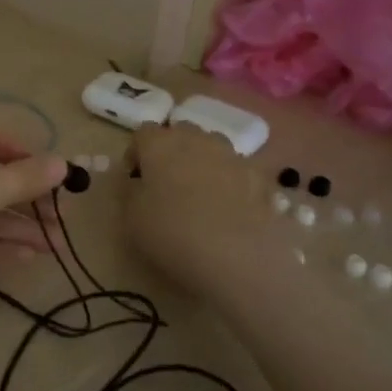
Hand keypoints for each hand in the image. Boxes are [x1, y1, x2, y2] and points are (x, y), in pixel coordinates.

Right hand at [123, 123, 274, 293]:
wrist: (238, 257)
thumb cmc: (172, 233)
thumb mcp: (131, 217)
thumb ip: (130, 191)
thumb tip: (137, 181)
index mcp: (161, 144)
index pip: (142, 134)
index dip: (135, 154)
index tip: (133, 180)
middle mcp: (199, 140)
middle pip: (181, 133)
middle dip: (171, 153)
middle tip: (165, 184)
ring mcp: (234, 157)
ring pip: (213, 148)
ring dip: (202, 163)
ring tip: (200, 196)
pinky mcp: (261, 179)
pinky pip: (239, 172)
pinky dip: (231, 184)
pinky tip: (229, 212)